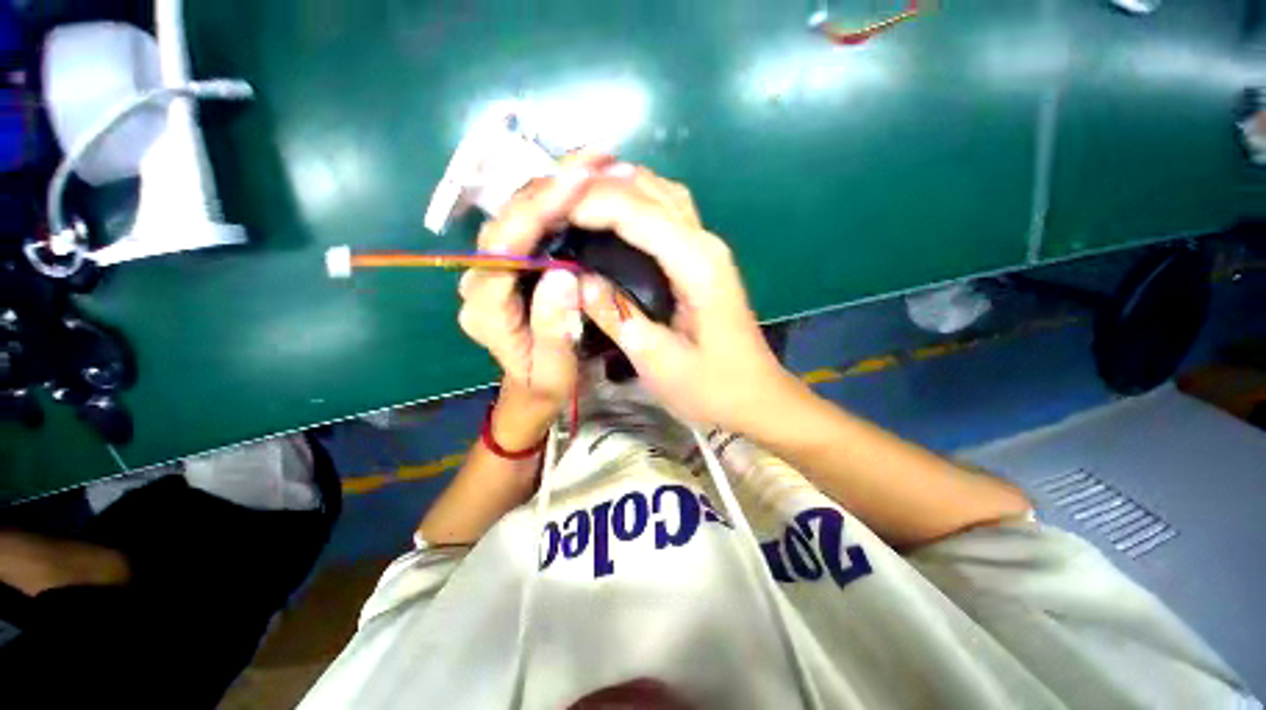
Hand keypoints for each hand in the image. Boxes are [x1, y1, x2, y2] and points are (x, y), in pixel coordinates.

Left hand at [456, 153, 610, 440]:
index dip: (539, 210)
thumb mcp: (555, 371)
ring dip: (554, 184)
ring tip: (595, 162)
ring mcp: (494, 268)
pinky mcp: (512, 265)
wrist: (532, 391)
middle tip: (597, 157)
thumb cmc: (544, 385)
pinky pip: (531, 225)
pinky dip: (556, 200)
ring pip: (518, 214)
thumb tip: (564, 274)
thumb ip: (554, 329)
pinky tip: (582, 185)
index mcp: (484, 306)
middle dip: (551, 183)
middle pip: (508, 219)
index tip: (579, 181)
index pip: (504, 246)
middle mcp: (479, 278)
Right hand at [574, 165, 801, 432]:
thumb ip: (616, 314)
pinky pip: (666, 215)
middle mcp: (704, 242)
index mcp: (695, 263)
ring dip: (617, 189)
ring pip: (660, 194)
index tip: (545, 214)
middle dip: (597, 186)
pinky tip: (610, 219)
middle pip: (649, 190)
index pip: (635, 211)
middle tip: (552, 203)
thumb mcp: (656, 360)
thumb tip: (578, 278)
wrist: (756, 397)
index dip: (588, 204)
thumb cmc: (711, 387)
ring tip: (574, 202)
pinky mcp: (703, 260)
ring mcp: (707, 248)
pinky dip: (634, 205)